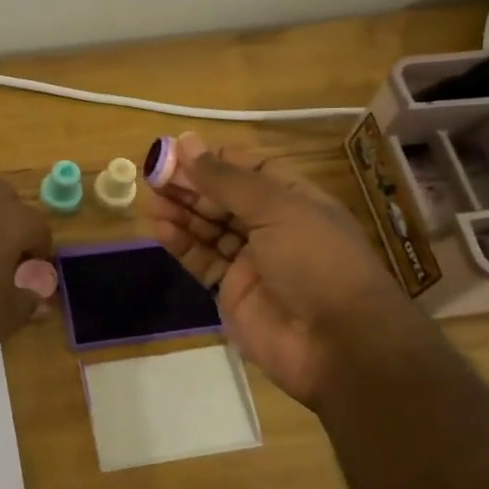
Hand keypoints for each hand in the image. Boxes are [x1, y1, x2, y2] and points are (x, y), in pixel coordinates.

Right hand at [144, 133, 418, 408]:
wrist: (337, 345)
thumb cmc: (315, 261)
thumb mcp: (276, 209)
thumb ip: (226, 179)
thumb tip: (186, 142)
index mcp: (295, 200)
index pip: (251, 169)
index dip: (215, 160)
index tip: (177, 151)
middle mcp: (274, 227)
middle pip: (225, 199)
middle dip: (191, 185)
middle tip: (153, 176)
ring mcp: (252, 262)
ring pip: (209, 229)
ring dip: (181, 212)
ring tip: (151, 200)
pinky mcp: (232, 292)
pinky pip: (202, 261)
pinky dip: (181, 244)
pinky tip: (159, 228)